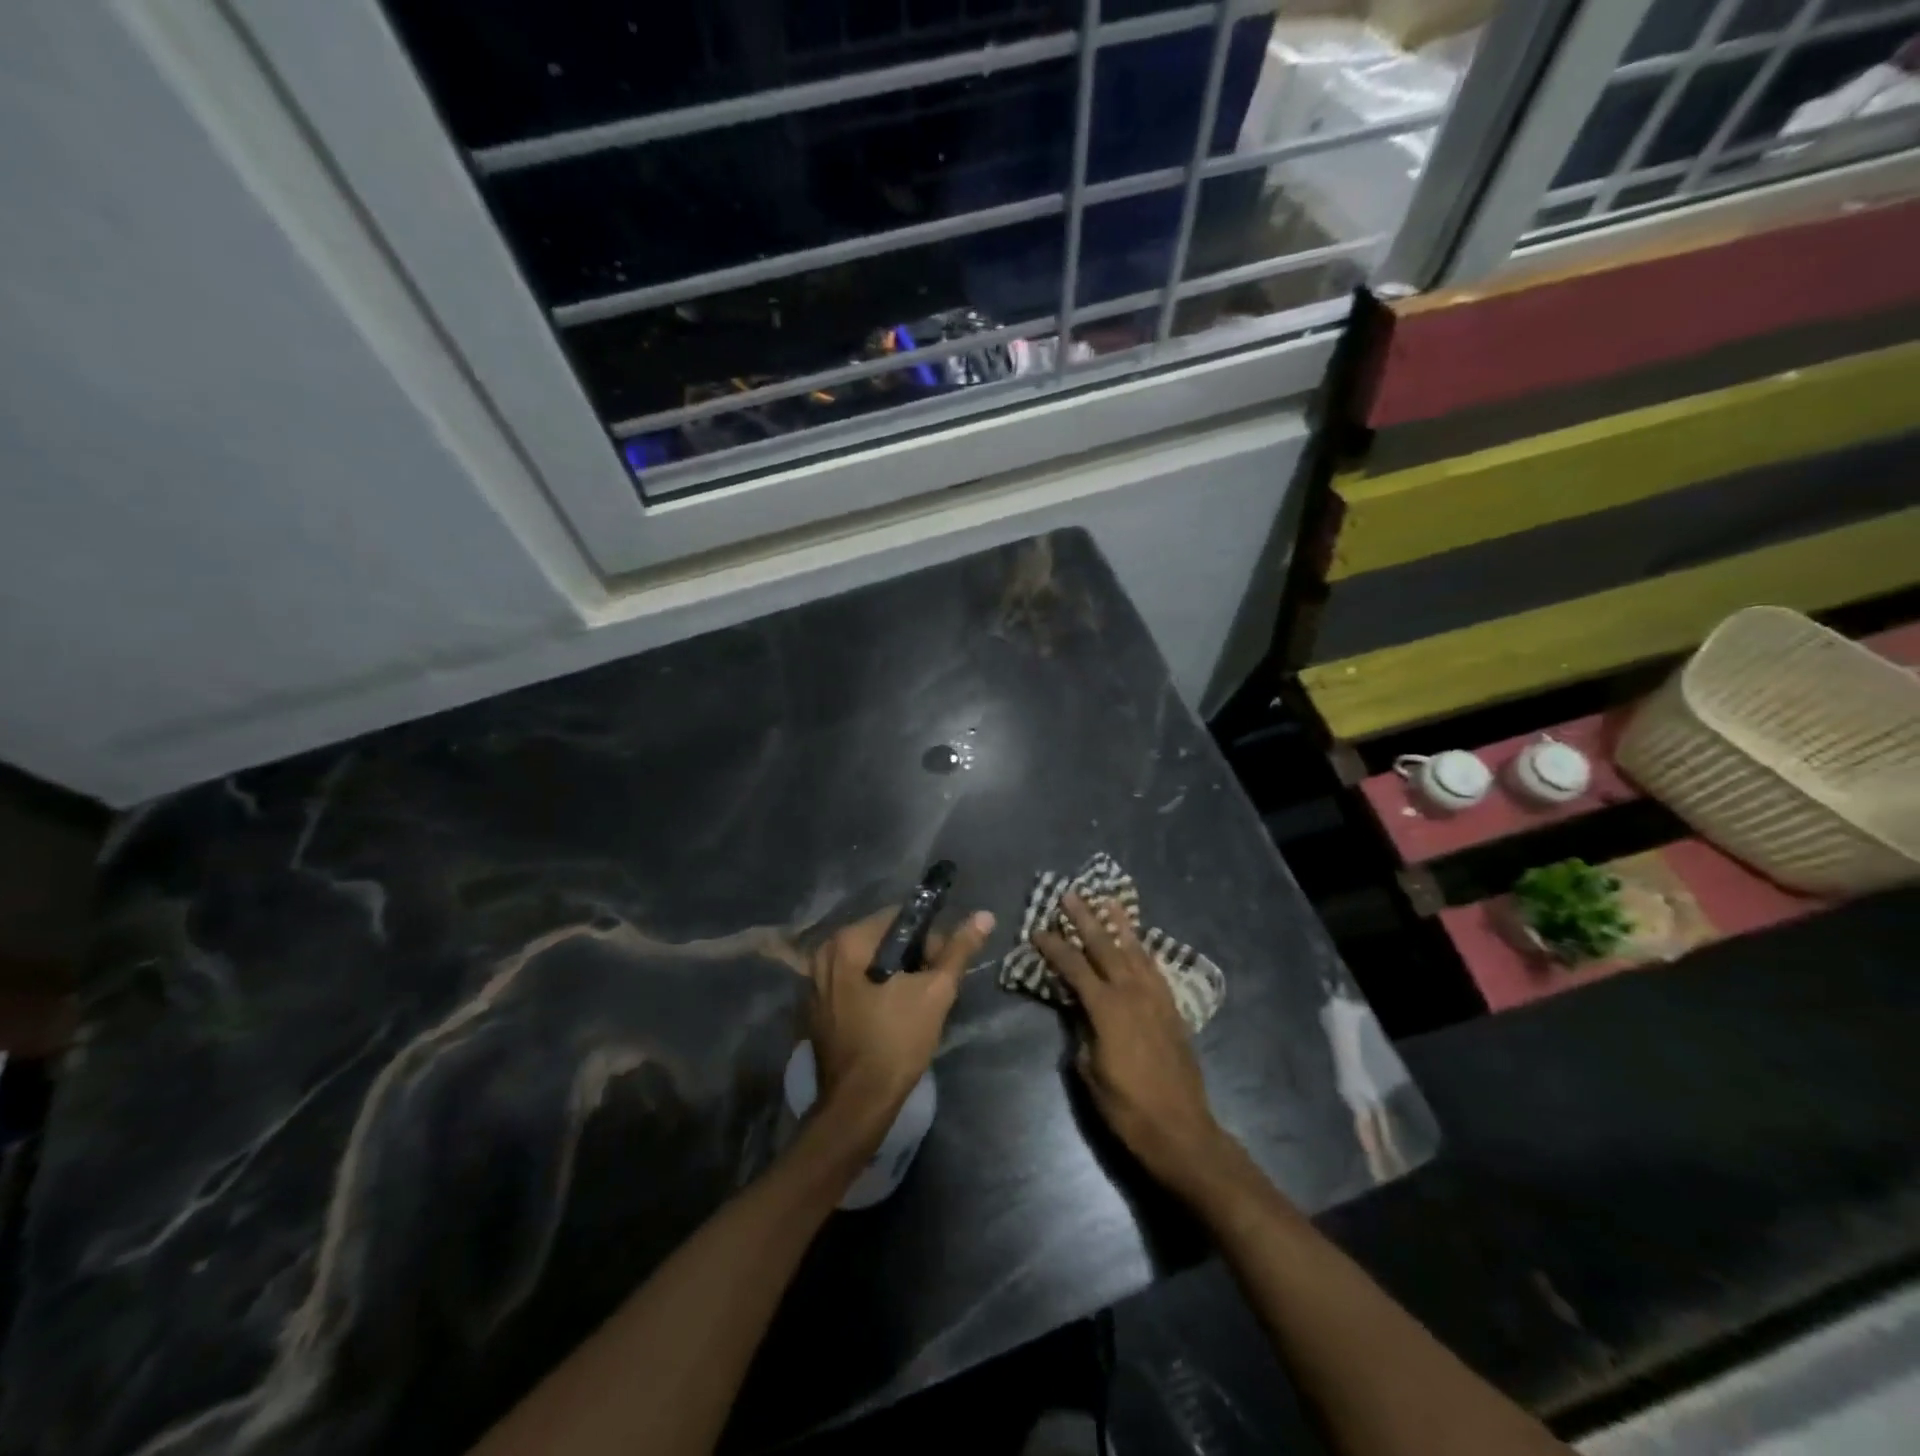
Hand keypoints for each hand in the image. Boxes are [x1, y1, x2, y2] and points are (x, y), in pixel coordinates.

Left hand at [806, 905, 994, 1142]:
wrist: (858, 1104)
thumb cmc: (897, 1042)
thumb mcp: (935, 992)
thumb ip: (958, 950)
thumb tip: (984, 916)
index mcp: (846, 942)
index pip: (897, 918)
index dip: (928, 937)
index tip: (943, 965)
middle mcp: (823, 954)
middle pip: (880, 939)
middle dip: (911, 957)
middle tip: (932, 987)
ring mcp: (814, 982)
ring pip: (867, 962)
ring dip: (893, 974)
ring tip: (915, 1003)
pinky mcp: (815, 1008)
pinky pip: (852, 983)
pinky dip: (873, 990)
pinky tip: (890, 1015)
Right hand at [1035, 893, 1231, 1196]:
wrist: (1180, 1130)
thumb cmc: (1126, 1107)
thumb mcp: (1089, 1072)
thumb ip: (1081, 1032)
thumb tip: (1079, 1013)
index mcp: (1107, 1009)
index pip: (1074, 968)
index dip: (1054, 947)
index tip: (1038, 930)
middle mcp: (1133, 994)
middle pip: (1106, 947)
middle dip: (1086, 919)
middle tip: (1070, 895)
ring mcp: (1156, 999)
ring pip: (1135, 951)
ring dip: (1120, 925)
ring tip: (1108, 901)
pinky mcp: (1172, 1009)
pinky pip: (1155, 969)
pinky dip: (1143, 950)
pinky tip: (1137, 942)